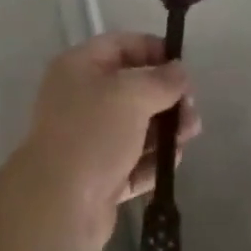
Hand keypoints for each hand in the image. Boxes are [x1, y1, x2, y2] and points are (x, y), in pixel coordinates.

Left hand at [13, 32, 200, 250]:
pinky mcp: (99, 176)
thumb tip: (179, 71)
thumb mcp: (132, 95)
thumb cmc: (94, 134)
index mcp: (79, 68)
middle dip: (166, 97)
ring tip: (189, 136)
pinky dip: (152, 160)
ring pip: (136, 126)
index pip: (122, 46)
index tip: (184, 68)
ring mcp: (89, 139)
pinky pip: (133, 160)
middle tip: (191, 110)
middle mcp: (81, 98)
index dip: (154, 50)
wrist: (59, 204)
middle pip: (133, 88)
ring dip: (165, 130)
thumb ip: (161, 80)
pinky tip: (172, 162)